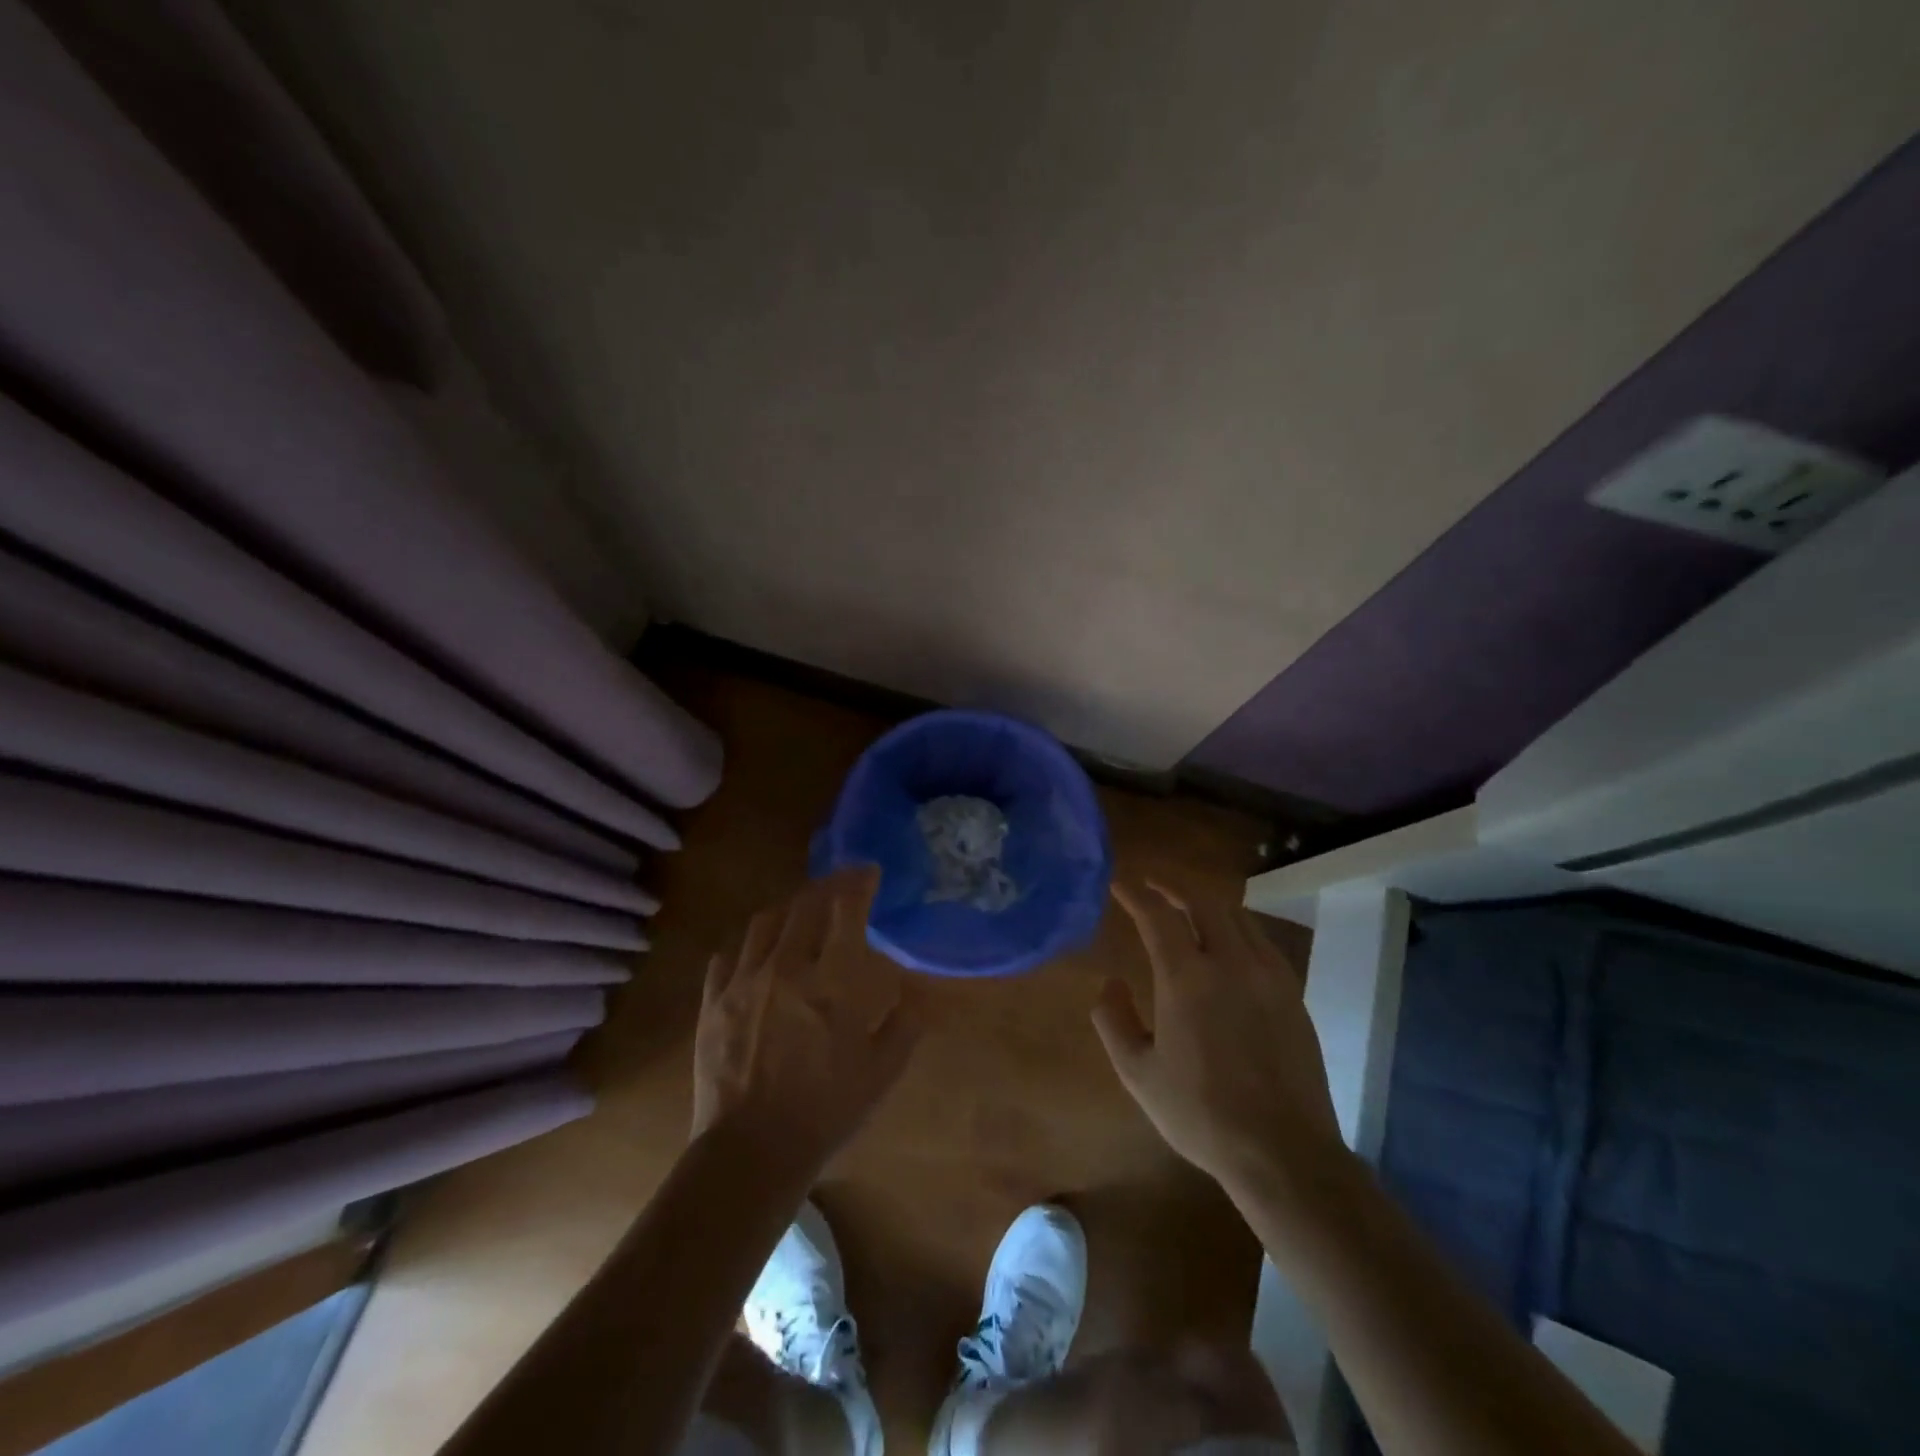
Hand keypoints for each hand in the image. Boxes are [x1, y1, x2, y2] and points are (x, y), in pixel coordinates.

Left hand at [692, 869, 922, 1178]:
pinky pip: (727, 955)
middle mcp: (786, 967)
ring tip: (800, 911)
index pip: (846, 909)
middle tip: (840, 885)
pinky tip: (757, 952)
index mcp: (832, 981)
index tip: (869, 872)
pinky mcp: (713, 1001)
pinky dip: (748, 944)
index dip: (859, 882)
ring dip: (787, 908)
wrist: (752, 1151)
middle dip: (827, 886)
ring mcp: (743, 981)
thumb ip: (905, 1022)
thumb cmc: (826, 1111)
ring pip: (764, 922)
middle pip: (804, 904)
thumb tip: (915, 991)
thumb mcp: (883, 1070)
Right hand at [1094, 881, 1345, 1201]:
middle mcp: (1230, 963)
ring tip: (1188, 909)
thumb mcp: (1138, 1074)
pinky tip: (1229, 944)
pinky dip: (1237, 927)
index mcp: (1187, 979)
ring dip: (1207, 904)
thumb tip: (1109, 983)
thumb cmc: (1201, 1114)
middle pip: (1202, 902)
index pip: (1157, 916)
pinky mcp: (1292, 993)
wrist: (1283, 1152)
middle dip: (1173, 887)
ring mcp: (1268, 976)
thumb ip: (1114, 1021)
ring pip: (1237, 916)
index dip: (1136, 894)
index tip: (1120, 883)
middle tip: (1153, 886)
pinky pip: (1261, 940)